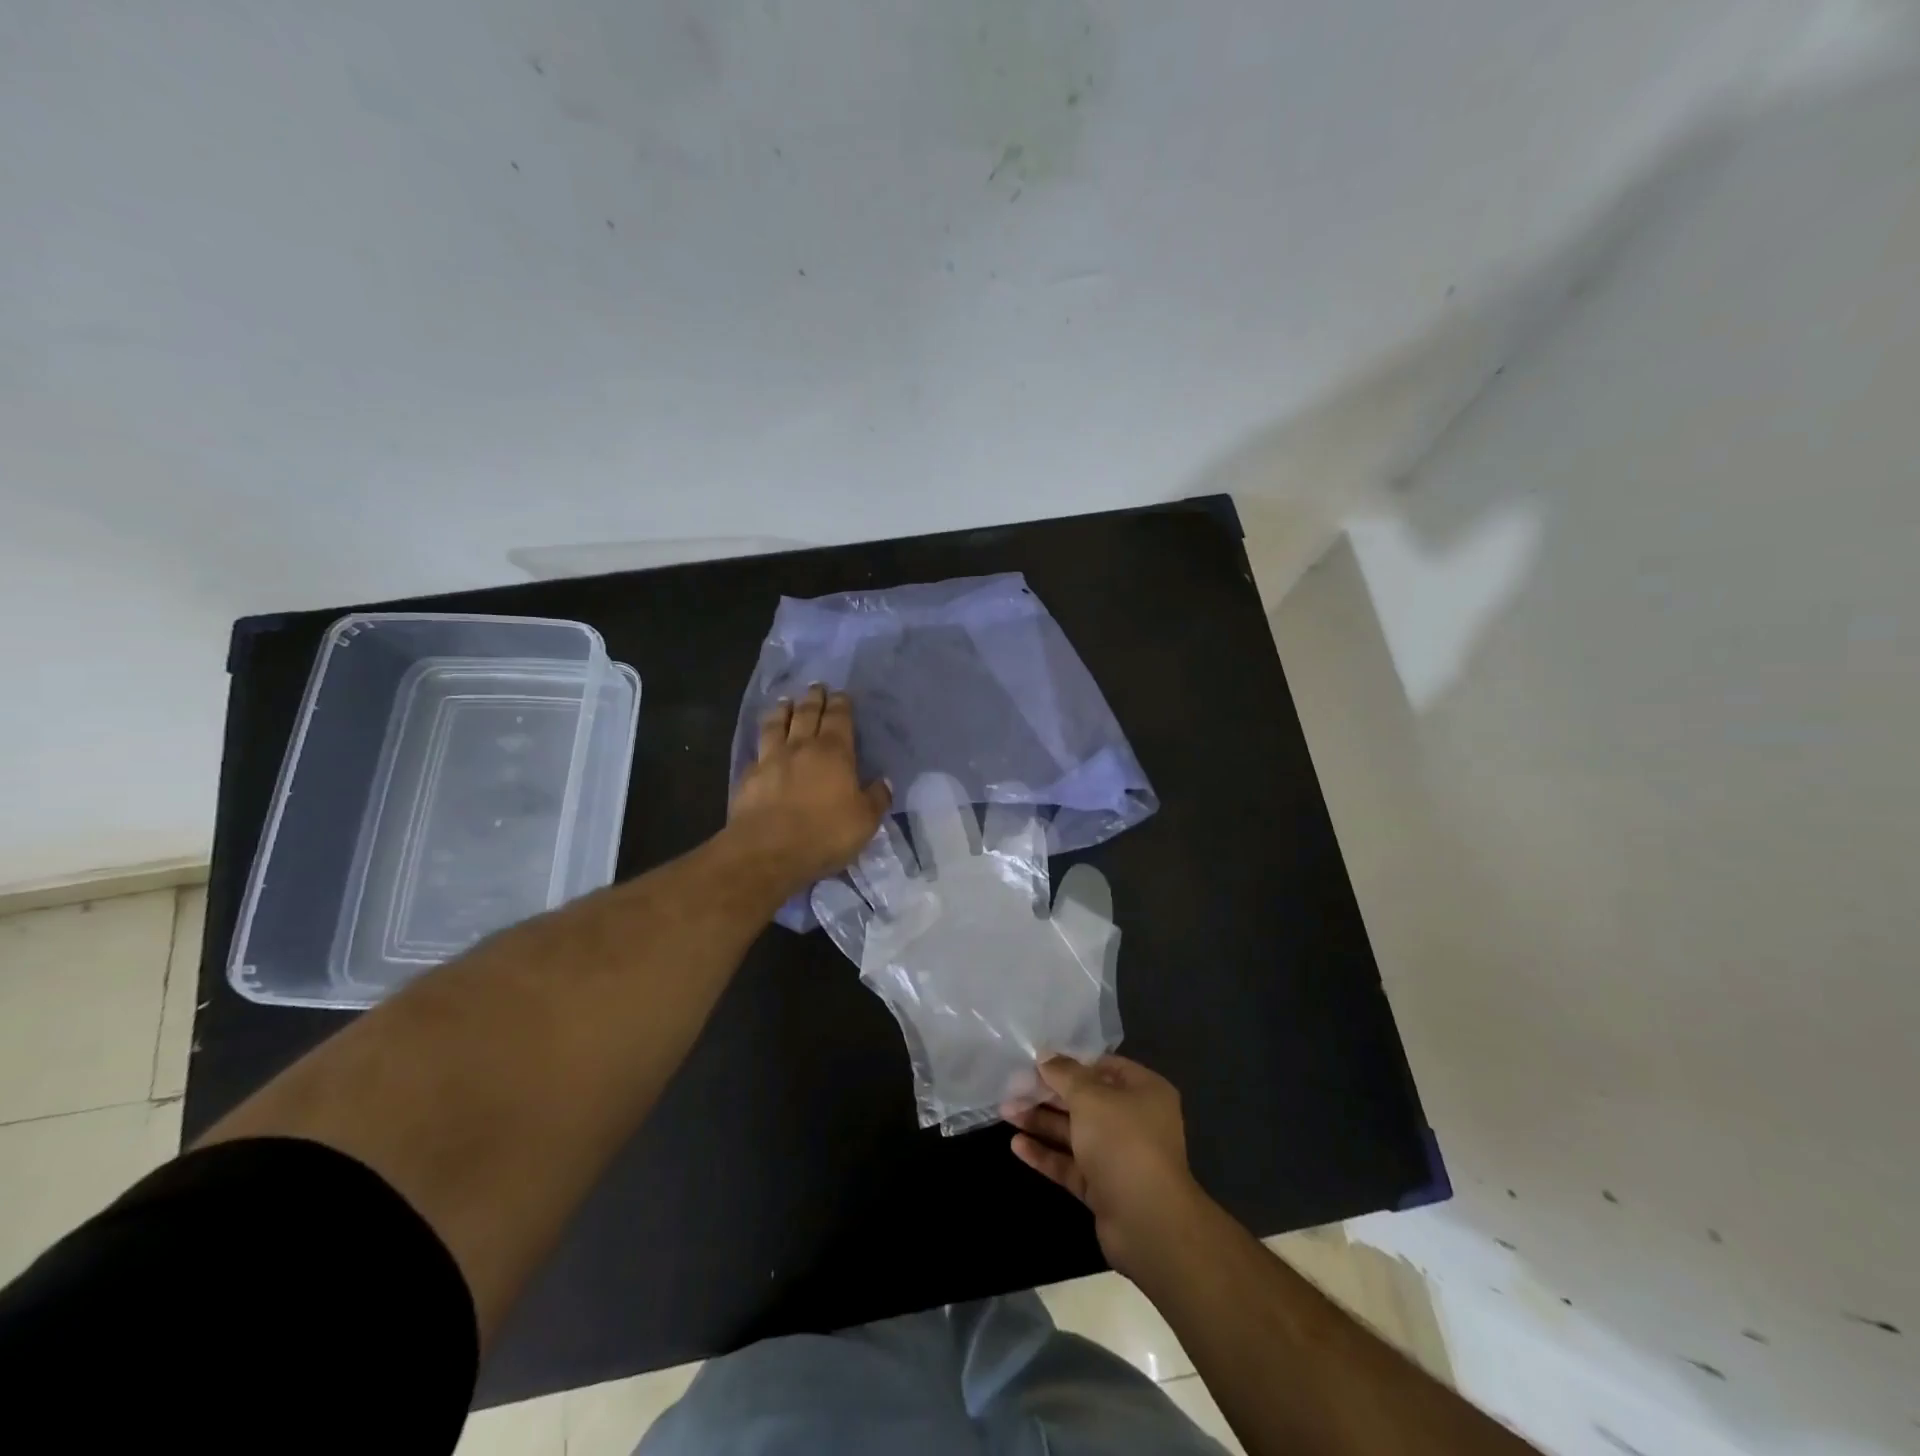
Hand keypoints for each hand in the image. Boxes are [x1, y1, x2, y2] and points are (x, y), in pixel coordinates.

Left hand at [728, 684, 891, 893]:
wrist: (767, 851)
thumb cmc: (824, 833)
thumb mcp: (864, 821)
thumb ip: (876, 799)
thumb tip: (884, 782)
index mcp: (834, 752)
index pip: (838, 718)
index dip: (840, 704)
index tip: (841, 694)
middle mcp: (801, 747)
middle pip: (806, 713)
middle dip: (813, 698)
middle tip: (816, 687)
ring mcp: (771, 759)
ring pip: (777, 724)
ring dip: (783, 710)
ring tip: (786, 701)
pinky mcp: (749, 777)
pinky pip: (758, 749)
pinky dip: (764, 740)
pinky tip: (763, 743)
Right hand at [1003, 1054, 1206, 1278]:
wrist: (1147, 1222)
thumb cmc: (1123, 1141)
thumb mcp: (1090, 1097)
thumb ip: (1065, 1074)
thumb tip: (1045, 1055)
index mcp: (1143, 1091)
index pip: (1104, 1066)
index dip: (1071, 1062)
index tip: (1037, 1059)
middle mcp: (1134, 1120)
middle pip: (1085, 1100)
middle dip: (1048, 1094)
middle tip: (1012, 1087)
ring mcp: (1118, 1156)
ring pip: (1074, 1133)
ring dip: (1041, 1122)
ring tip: (1005, 1112)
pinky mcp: (1103, 1188)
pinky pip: (1071, 1164)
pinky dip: (1046, 1154)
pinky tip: (1016, 1145)